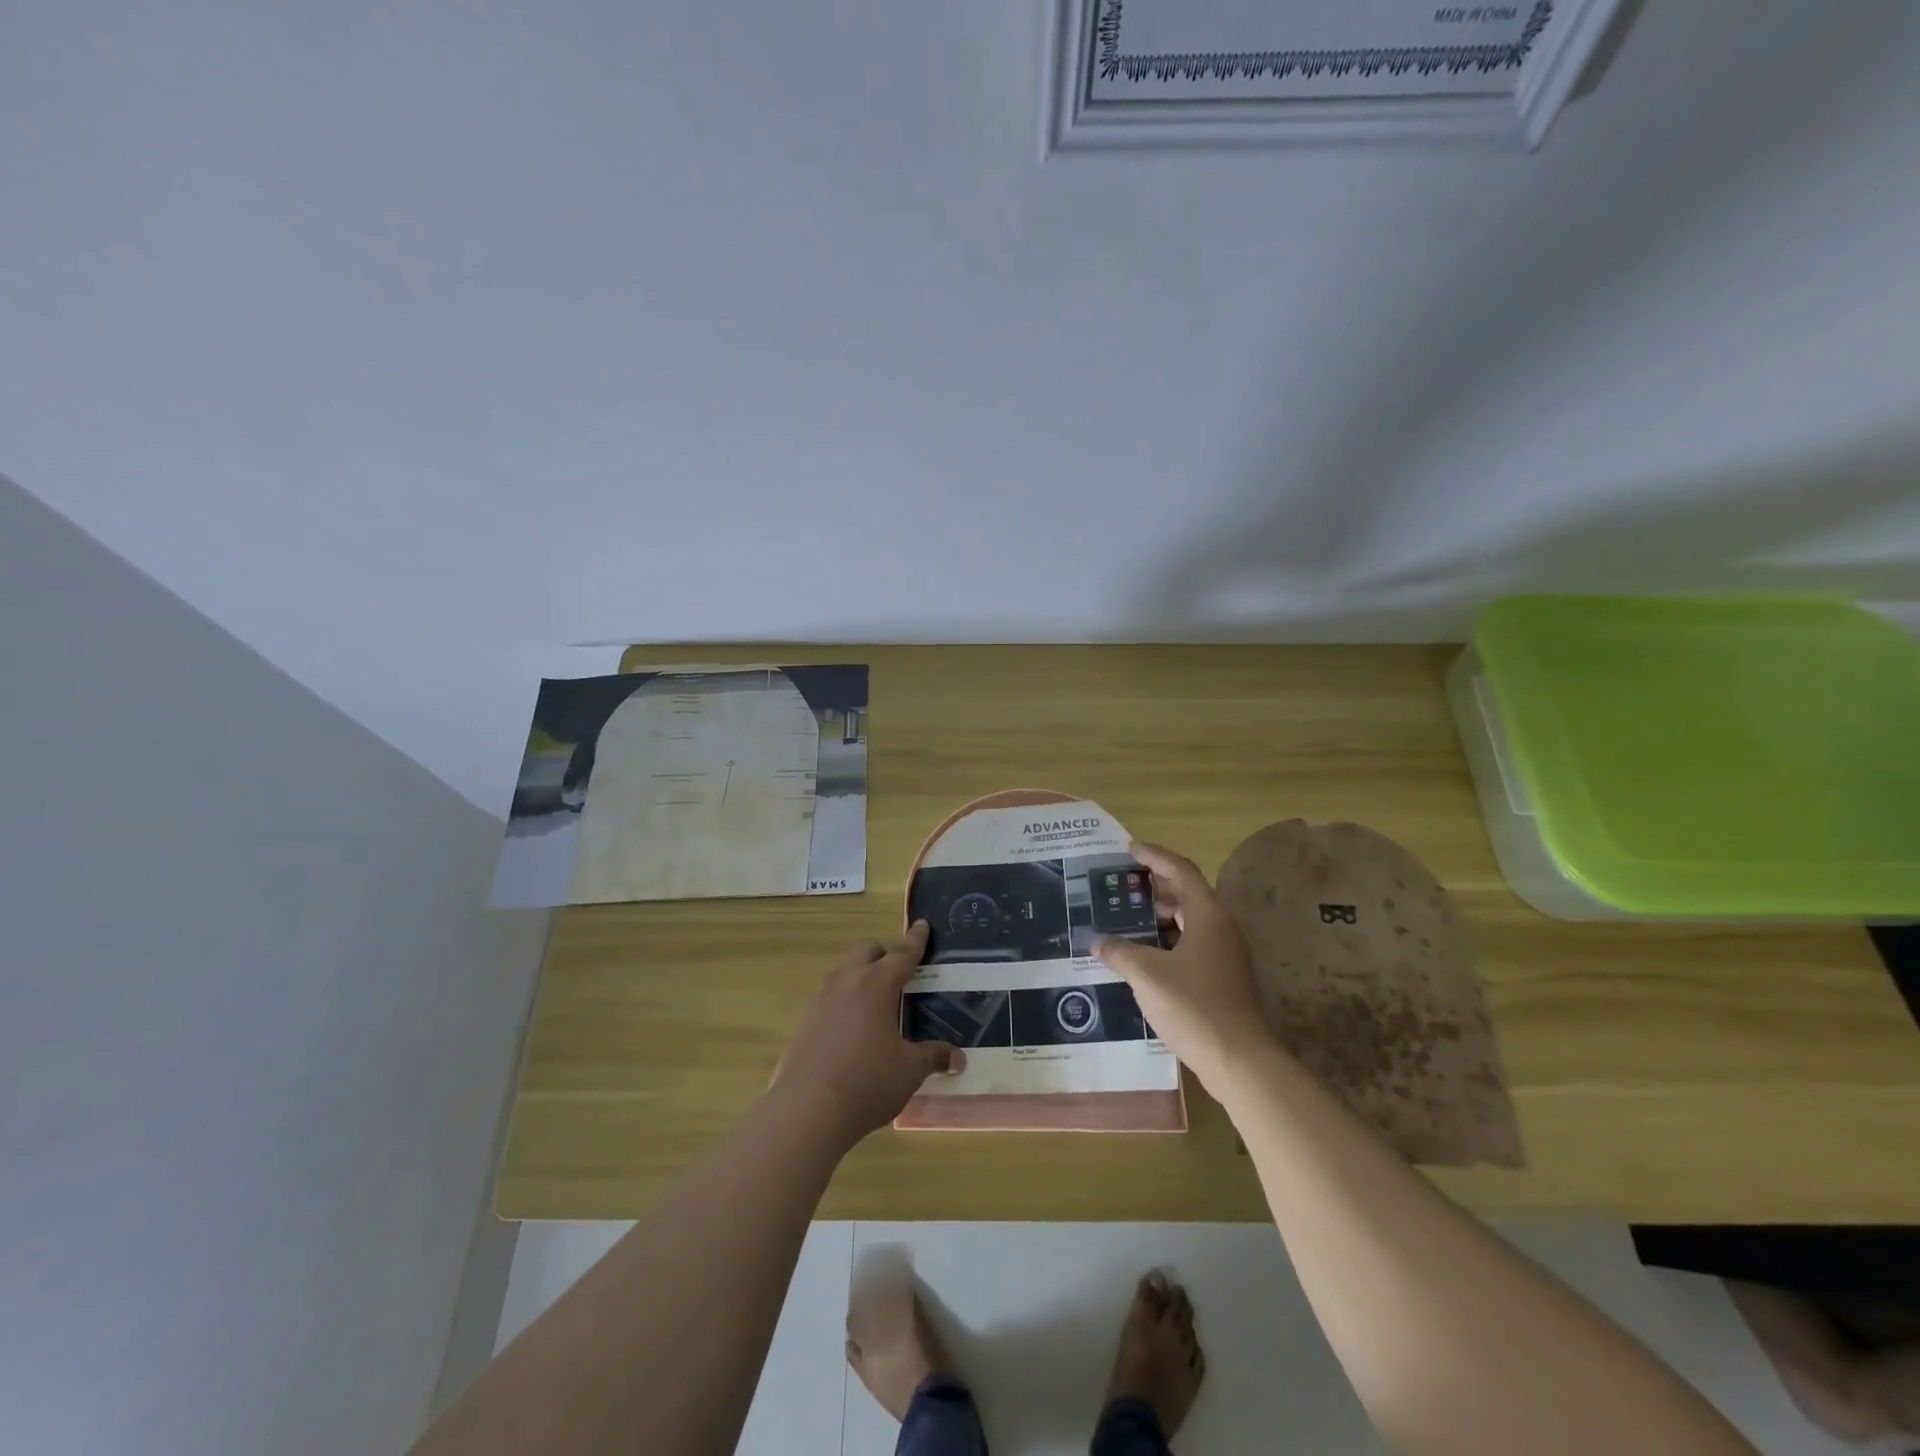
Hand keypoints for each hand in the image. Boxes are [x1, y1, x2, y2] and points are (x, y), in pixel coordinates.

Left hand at [770, 922, 961, 1143]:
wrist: (807, 1111)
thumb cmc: (868, 1082)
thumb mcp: (909, 1070)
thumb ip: (933, 1057)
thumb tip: (958, 1058)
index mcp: (876, 985)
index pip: (901, 955)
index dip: (915, 941)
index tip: (922, 924)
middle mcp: (846, 983)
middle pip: (866, 952)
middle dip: (884, 955)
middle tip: (900, 972)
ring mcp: (821, 1000)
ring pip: (844, 972)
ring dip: (861, 977)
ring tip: (877, 1003)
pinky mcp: (804, 1022)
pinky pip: (830, 998)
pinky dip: (845, 1002)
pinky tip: (853, 1029)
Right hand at [1093, 843, 1271, 1093]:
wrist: (1240, 1060)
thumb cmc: (1194, 1006)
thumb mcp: (1147, 975)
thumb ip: (1119, 952)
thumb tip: (1097, 941)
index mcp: (1208, 915)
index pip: (1181, 870)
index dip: (1155, 856)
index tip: (1129, 849)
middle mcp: (1221, 928)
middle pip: (1187, 894)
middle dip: (1154, 887)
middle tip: (1121, 886)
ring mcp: (1225, 954)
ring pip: (1190, 921)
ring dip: (1160, 916)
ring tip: (1126, 919)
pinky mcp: (1223, 978)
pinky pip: (1192, 944)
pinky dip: (1167, 940)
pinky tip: (1143, 956)